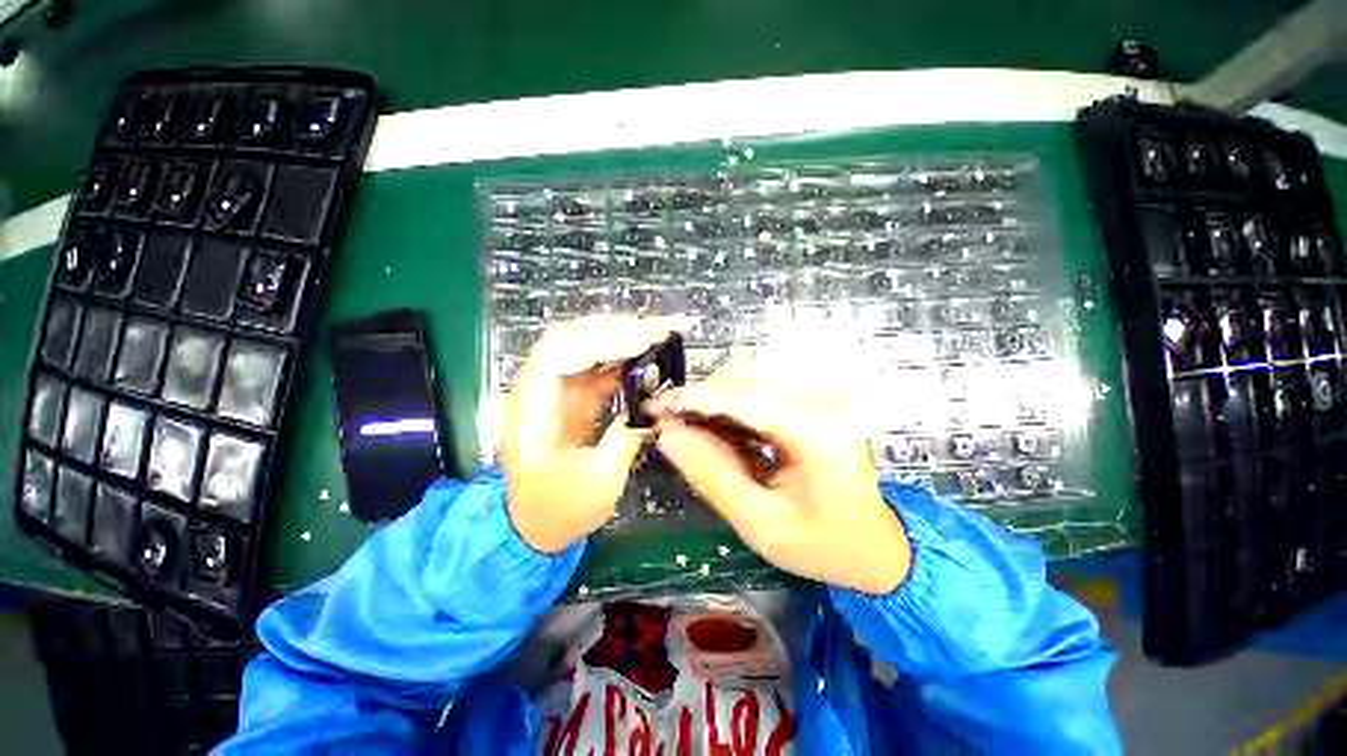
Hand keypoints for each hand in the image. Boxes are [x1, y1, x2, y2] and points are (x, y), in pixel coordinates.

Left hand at [503, 316, 683, 553]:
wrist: (535, 526)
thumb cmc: (559, 511)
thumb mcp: (599, 483)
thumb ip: (626, 440)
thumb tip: (655, 409)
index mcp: (532, 412)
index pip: (556, 353)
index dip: (598, 340)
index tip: (641, 341)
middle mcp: (538, 392)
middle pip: (571, 340)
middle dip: (617, 331)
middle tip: (659, 330)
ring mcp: (555, 393)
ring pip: (586, 348)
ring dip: (622, 338)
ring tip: (660, 335)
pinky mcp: (572, 398)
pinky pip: (597, 367)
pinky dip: (623, 358)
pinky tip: (647, 356)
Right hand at [651, 374, 910, 595]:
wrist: (875, 549)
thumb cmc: (822, 546)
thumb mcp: (760, 523)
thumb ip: (712, 476)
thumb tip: (668, 437)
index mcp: (817, 433)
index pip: (747, 399)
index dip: (698, 398)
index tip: (658, 408)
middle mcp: (820, 405)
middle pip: (749, 377)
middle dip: (702, 395)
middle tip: (668, 420)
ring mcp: (818, 402)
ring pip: (752, 378)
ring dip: (713, 396)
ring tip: (687, 424)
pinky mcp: (810, 407)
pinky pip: (761, 392)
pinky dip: (730, 404)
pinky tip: (714, 426)